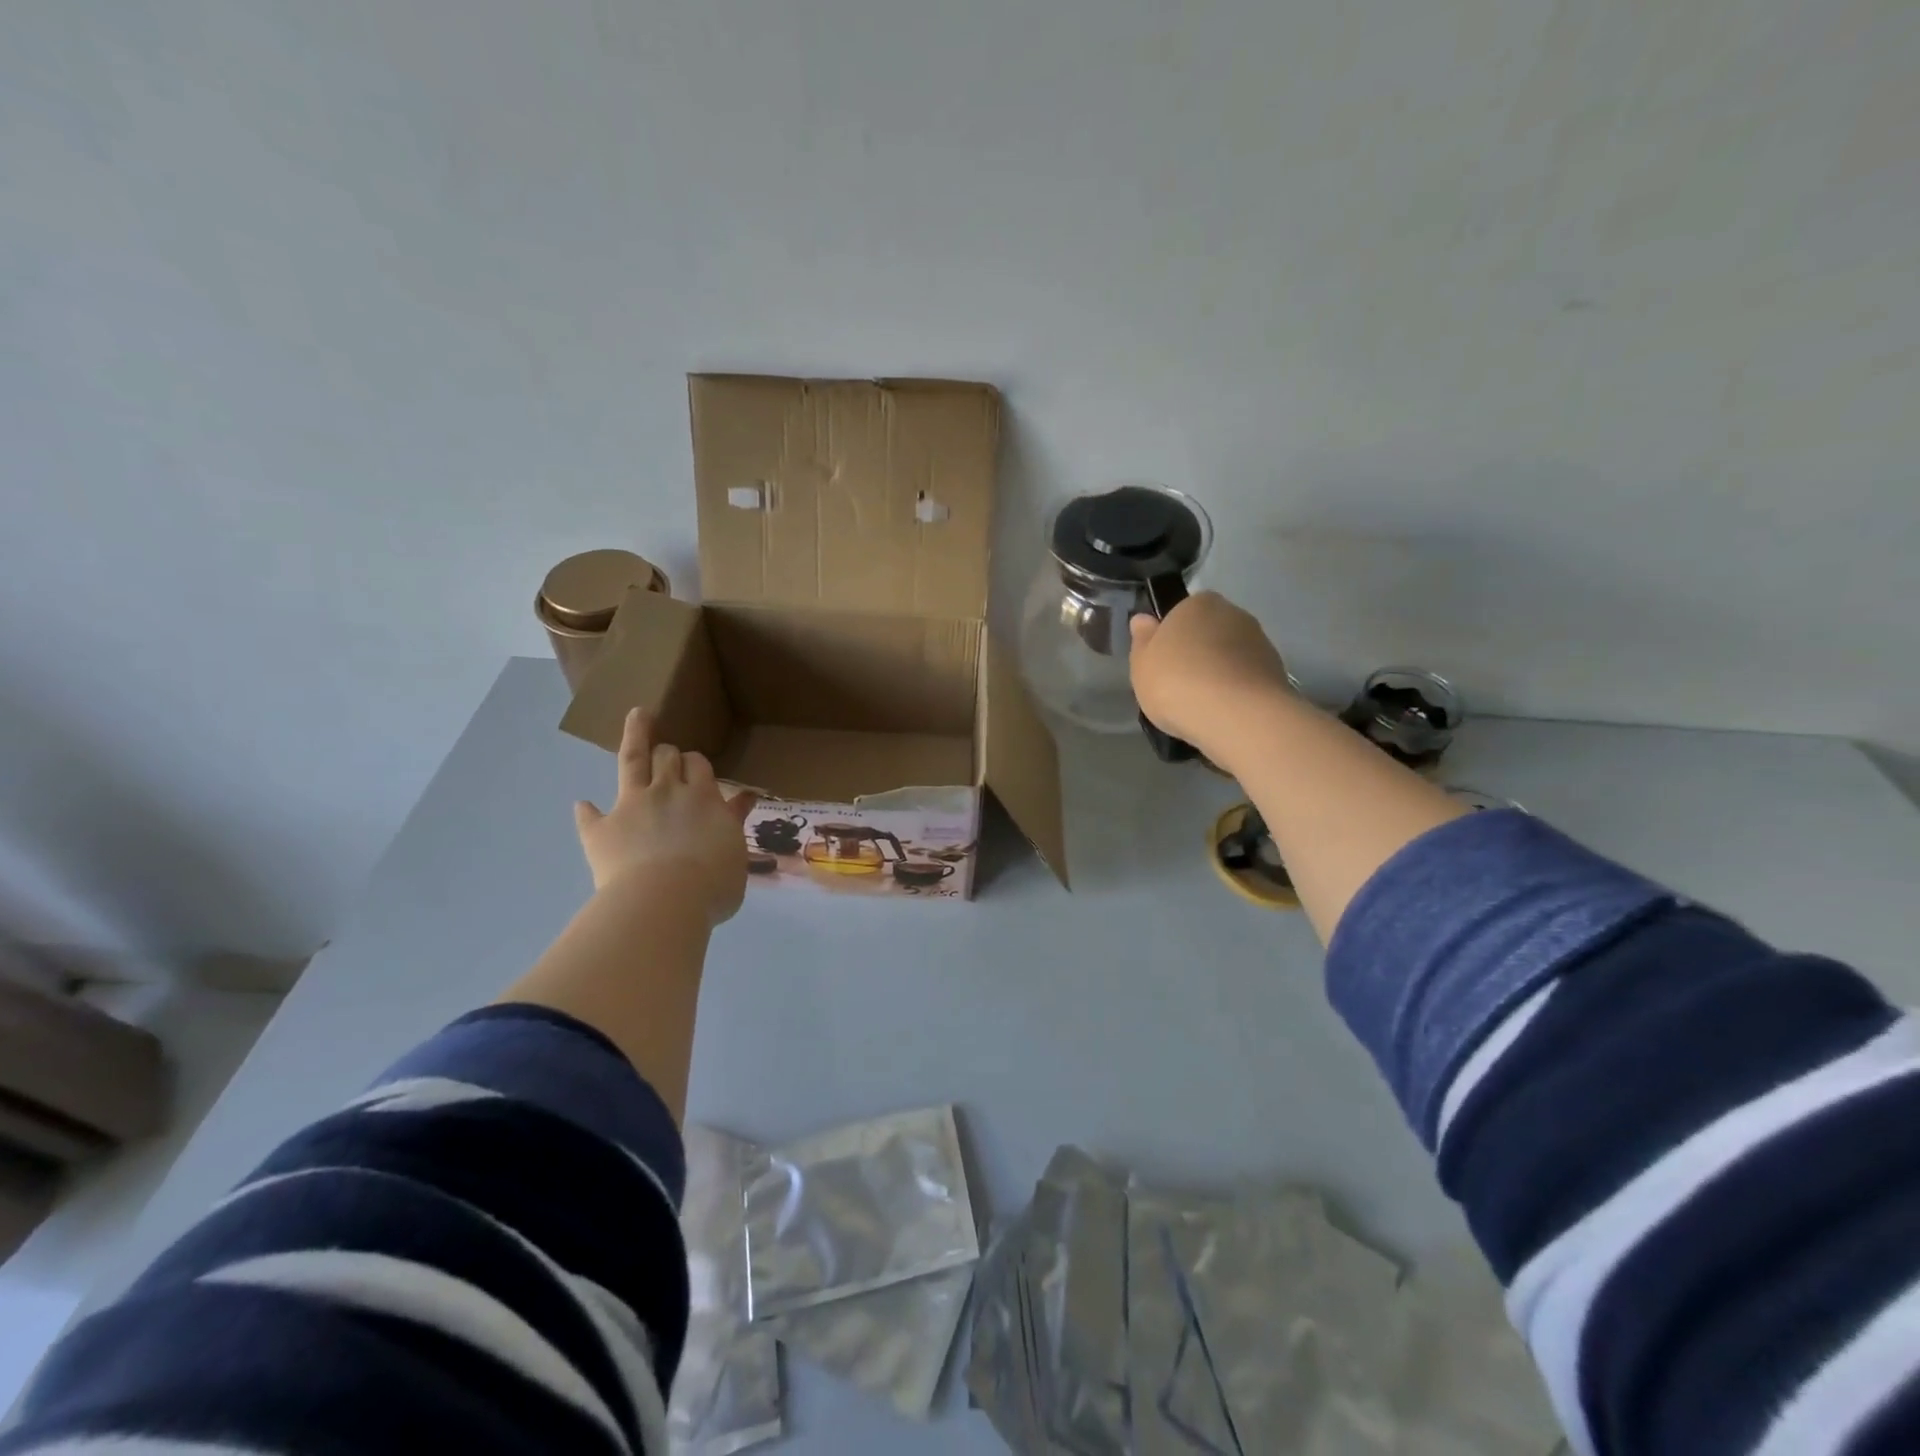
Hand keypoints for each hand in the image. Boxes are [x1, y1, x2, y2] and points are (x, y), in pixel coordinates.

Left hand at [573, 709, 758, 923]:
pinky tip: (583, 806)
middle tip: (669, 756)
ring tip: (637, 717)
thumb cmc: (712, 886)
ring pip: (633, 760)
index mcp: (705, 798)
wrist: (664, 902)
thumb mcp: (737, 855)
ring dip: (636, 736)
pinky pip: (589, 815)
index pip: (700, 766)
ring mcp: (631, 806)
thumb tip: (743, 801)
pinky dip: (586, 811)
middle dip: (669, 753)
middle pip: (668, 757)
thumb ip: (734, 825)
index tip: (697, 770)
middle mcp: (668, 792)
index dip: (696, 765)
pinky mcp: (600, 829)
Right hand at [1129, 592, 1293, 761]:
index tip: (1163, 662)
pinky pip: (1247, 678)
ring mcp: (1260, 642)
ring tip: (1203, 705)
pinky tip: (1224, 714)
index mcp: (1198, 603)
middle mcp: (1234, 614)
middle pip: (1209, 632)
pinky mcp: (1277, 672)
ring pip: (1231, 655)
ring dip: (1220, 673)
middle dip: (1198, 653)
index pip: (1182, 612)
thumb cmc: (1177, 682)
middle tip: (1180, 685)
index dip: (1171, 636)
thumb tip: (1144, 619)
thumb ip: (1142, 640)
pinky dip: (1237, 691)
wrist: (1236, 715)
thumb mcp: (1142, 663)